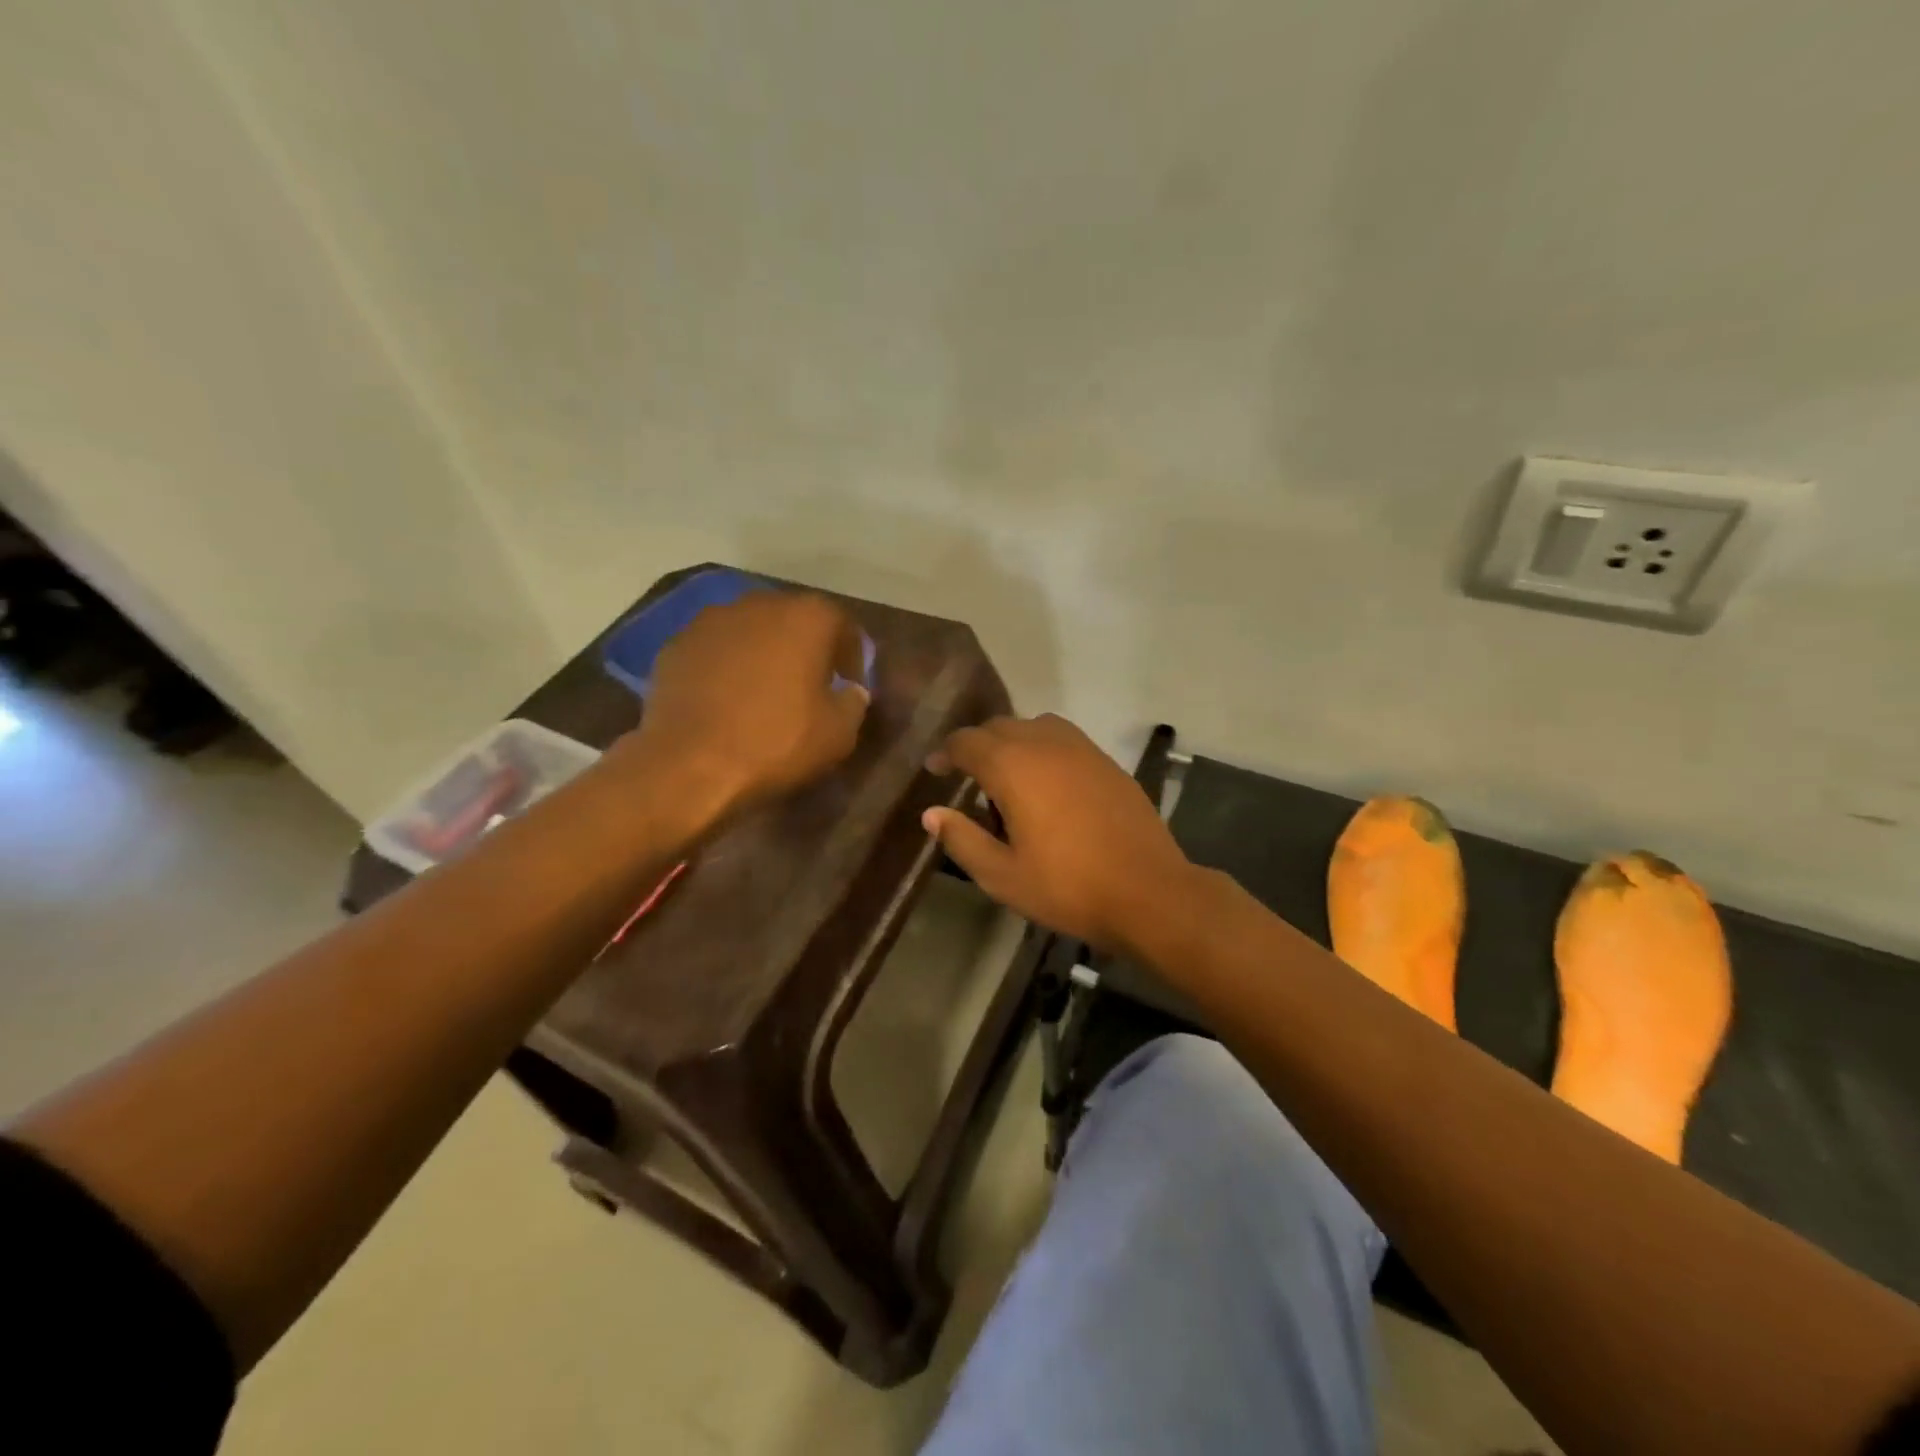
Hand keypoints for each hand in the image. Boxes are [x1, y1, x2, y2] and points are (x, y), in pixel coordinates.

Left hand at [622, 590, 869, 830]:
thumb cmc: (777, 742)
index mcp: (807, 618)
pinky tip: (725, 700)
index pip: (841, 624)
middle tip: (809, 684)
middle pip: (792, 619)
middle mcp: (759, 604)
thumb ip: (853, 702)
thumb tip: (850, 691)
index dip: (851, 655)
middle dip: (804, 647)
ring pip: (749, 630)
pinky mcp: (675, 645)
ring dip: (762, 653)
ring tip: (763, 692)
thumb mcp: (839, 732)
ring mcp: (710, 621)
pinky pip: (714, 650)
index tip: (849, 684)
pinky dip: (725, 667)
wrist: (689, 765)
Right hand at [922, 714, 1194, 954]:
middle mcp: (1045, 743)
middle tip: (968, 780)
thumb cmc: (1067, 886)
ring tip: (1009, 781)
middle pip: (999, 727)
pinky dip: (1044, 750)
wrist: (1148, 891)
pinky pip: (1063, 739)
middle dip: (977, 746)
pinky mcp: (1107, 762)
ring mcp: (1082, 749)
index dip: (945, 754)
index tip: (935, 771)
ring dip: (1013, 743)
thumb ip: (962, 839)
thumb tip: (932, 814)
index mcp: (1013, 766)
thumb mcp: (1001, 875)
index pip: (966, 742)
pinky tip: (1048, 787)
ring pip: (1034, 727)